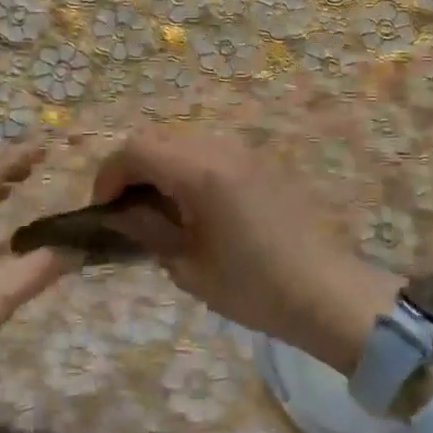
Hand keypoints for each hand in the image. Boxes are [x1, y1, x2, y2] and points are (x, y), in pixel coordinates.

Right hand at [92, 125, 398, 374]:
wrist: (328, 293)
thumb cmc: (255, 287)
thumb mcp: (188, 266)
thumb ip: (147, 229)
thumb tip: (121, 213)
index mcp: (199, 172)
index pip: (135, 150)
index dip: (109, 175)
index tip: (104, 210)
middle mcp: (219, 148)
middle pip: (155, 139)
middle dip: (131, 170)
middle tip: (125, 210)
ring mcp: (242, 151)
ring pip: (181, 142)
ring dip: (159, 167)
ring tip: (158, 211)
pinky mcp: (258, 161)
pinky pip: (207, 151)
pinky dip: (185, 169)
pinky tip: (193, 207)